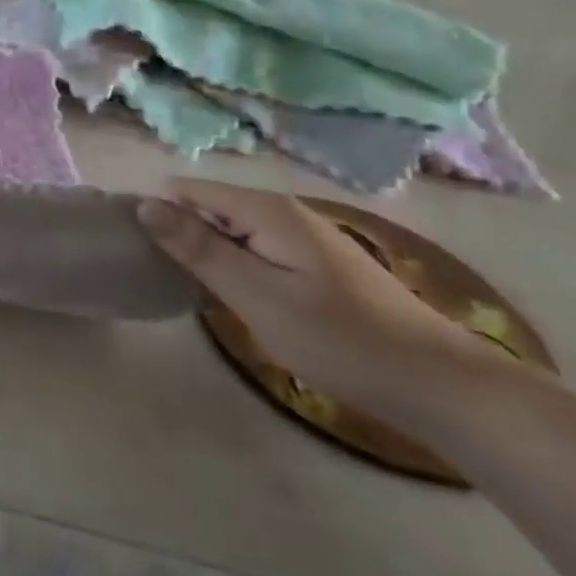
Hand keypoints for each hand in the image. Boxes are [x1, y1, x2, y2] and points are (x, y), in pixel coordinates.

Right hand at [140, 181, 502, 425]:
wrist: (441, 384)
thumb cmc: (340, 339)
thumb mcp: (257, 295)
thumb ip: (198, 248)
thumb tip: (144, 204)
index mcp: (266, 209)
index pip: (189, 190)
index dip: (157, 212)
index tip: (134, 248)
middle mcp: (283, 211)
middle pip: (210, 207)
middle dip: (181, 233)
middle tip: (162, 278)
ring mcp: (304, 236)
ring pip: (234, 230)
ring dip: (208, 253)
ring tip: (188, 289)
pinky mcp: (317, 263)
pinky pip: (257, 249)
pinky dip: (237, 266)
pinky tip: (235, 299)